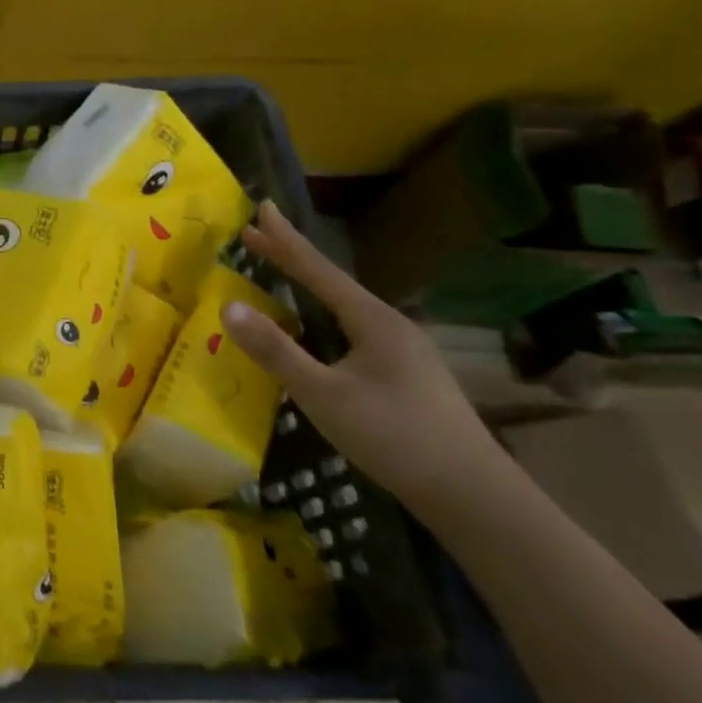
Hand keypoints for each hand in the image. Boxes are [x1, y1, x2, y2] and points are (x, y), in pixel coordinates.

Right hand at [218, 200, 503, 513]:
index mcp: (374, 321)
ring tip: (279, 275)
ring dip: (307, 288)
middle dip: (292, 258)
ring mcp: (403, 351)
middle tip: (257, 232)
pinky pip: (352, 330)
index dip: (286, 240)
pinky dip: (322, 316)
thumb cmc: (393, 436)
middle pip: (332, 283)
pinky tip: (316, 331)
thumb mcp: (323, 394)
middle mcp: (391, 326)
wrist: (472, 494)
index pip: (319, 270)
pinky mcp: (405, 375)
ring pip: (344, 308)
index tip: (262, 207)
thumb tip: (229, 307)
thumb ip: (276, 350)